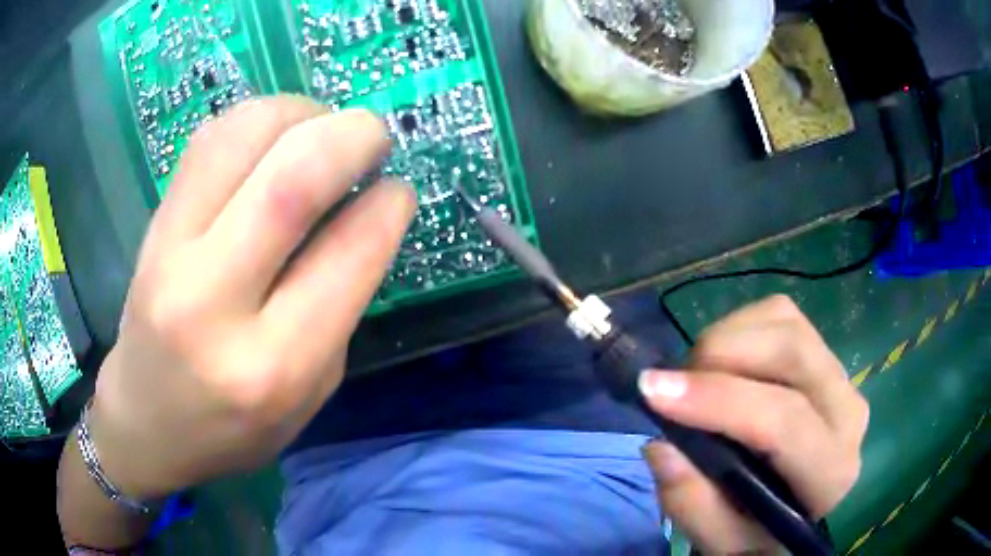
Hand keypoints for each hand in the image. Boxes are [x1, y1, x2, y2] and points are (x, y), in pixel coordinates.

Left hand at [87, 97, 416, 499]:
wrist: (145, 422)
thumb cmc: (234, 428)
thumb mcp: (310, 393)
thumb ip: (340, 304)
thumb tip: (365, 211)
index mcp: (274, 365)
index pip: (348, 252)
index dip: (389, 204)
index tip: (398, 191)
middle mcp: (215, 302)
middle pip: (293, 178)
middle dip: (355, 136)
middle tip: (374, 139)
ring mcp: (171, 253)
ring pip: (246, 136)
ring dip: (304, 114)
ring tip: (321, 132)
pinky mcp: (153, 225)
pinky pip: (209, 139)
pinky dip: (257, 119)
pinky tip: (274, 139)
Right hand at [640, 295, 868, 553]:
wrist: (793, 505)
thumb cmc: (756, 529)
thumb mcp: (719, 539)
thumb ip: (692, 505)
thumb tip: (660, 445)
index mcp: (830, 472)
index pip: (784, 420)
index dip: (718, 400)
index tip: (652, 390)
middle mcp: (848, 413)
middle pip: (791, 351)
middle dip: (720, 355)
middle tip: (671, 383)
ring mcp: (840, 374)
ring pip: (784, 323)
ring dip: (726, 339)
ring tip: (697, 379)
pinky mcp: (823, 350)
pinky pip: (779, 314)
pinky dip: (739, 327)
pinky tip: (724, 364)